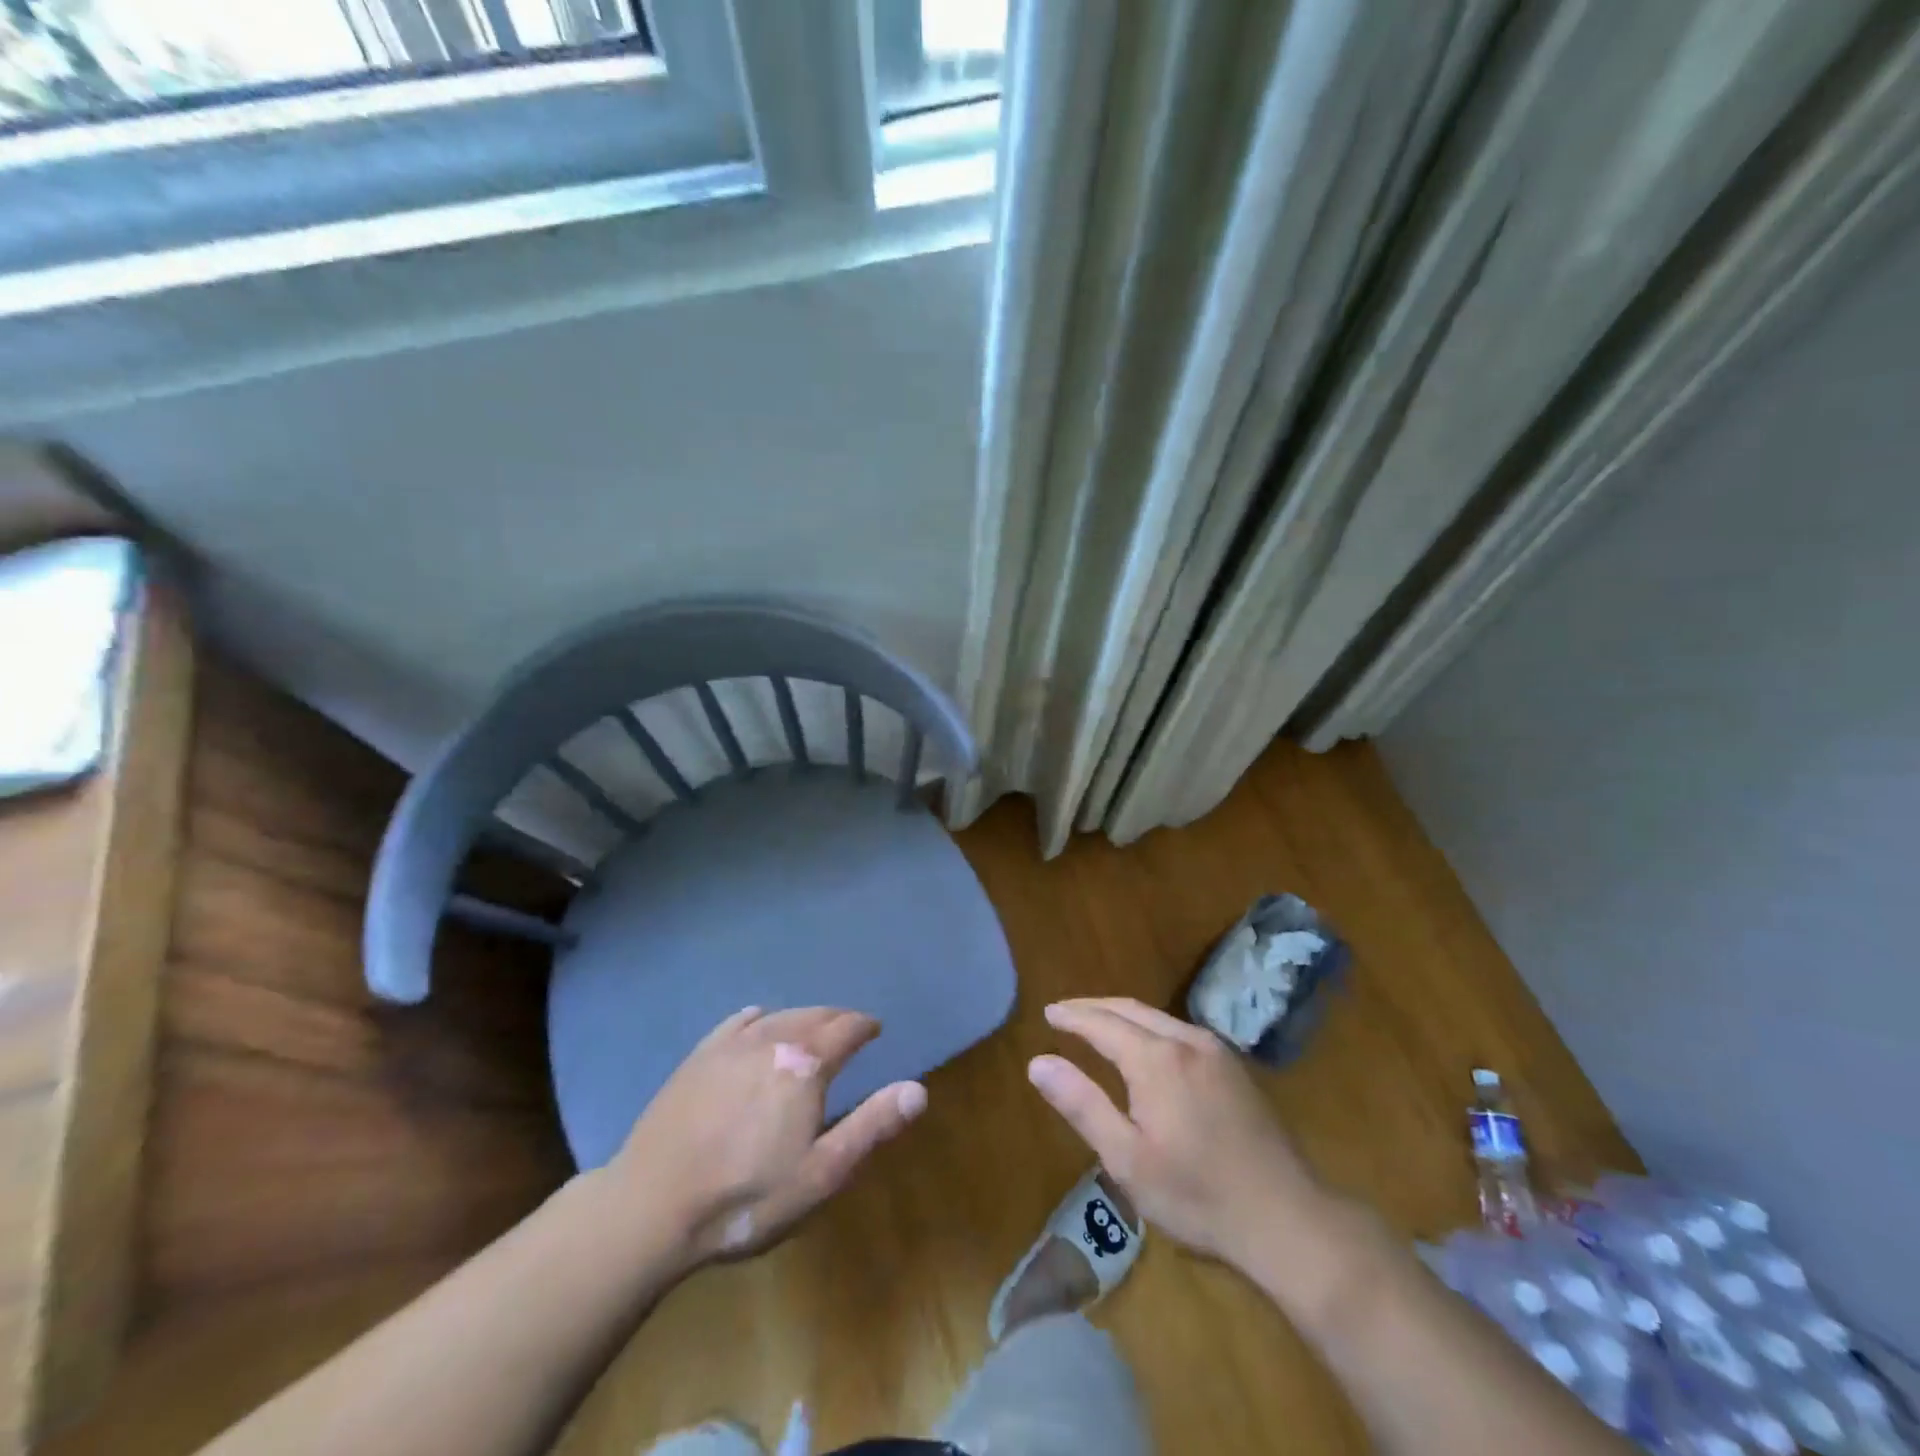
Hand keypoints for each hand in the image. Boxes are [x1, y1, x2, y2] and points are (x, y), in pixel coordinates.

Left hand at [610, 1006, 927, 1263]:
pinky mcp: (697, 1058)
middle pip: (813, 1015)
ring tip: (812, 1027)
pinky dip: (758, 1018)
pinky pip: (736, 1023)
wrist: (651, 1207)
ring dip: (802, 1017)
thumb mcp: (822, 1173)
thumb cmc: (746, 1197)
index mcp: (805, 1065)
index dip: (865, 1026)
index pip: (846, 1028)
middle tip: (849, 1028)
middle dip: (837, 1018)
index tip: (875, 1029)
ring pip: (777, 1016)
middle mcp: (771, 1040)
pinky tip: (757, 1020)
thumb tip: (918, 1089)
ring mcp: (729, 1046)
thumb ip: (872, 1126)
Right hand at [1027, 998, 1334, 1271]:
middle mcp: (1185, 1040)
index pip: (1102, 1023)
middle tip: (1065, 1012)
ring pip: (1157, 1017)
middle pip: (1130, 1009)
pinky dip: (1149, 1027)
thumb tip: (1038, 1062)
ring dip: (1122, 1014)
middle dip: (1094, 1007)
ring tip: (1097, 1024)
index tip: (1047, 1012)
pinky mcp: (1233, 1067)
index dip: (1072, 1016)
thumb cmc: (1196, 1195)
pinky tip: (1145, 1046)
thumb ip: (1082, 1104)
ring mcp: (1215, 1050)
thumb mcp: (1127, 1159)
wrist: (1287, 1218)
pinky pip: (1179, 1030)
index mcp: (1156, 1058)